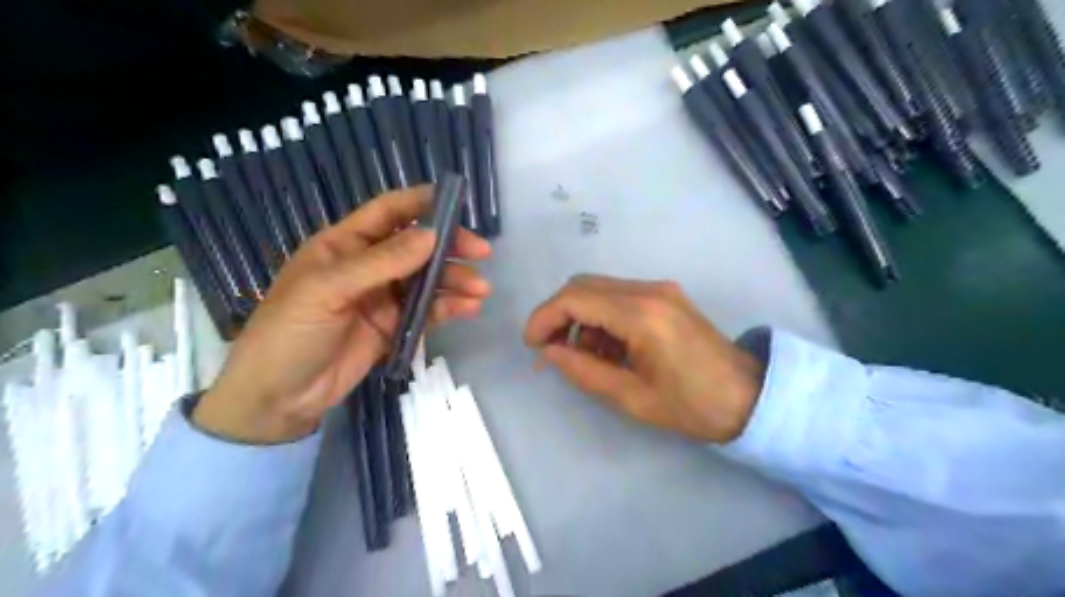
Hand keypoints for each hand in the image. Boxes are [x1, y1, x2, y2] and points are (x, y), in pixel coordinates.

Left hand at [197, 185, 494, 443]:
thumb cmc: (290, 333)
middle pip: (417, 246)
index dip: (421, 203)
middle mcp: (368, 266)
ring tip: (480, 289)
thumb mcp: (328, 290)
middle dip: (450, 247)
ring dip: (455, 280)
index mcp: (343, 245)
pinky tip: (469, 308)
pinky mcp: (395, 326)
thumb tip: (432, 235)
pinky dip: (450, 307)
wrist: (279, 397)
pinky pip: (428, 310)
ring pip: (428, 280)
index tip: (457, 203)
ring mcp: (384, 298)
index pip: (388, 213)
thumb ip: (381, 263)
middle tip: (482, 253)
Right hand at [523, 276, 764, 442]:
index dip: (544, 318)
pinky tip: (608, 348)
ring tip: (584, 356)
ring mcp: (660, 289)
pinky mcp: (666, 295)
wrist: (749, 396)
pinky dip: (601, 317)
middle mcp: (648, 291)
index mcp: (641, 316)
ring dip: (580, 317)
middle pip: (583, 285)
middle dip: (557, 314)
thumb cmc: (692, 406)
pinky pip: (619, 296)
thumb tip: (548, 353)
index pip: (575, 299)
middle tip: (549, 349)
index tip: (531, 345)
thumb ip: (583, 371)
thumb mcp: (632, 397)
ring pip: (599, 289)